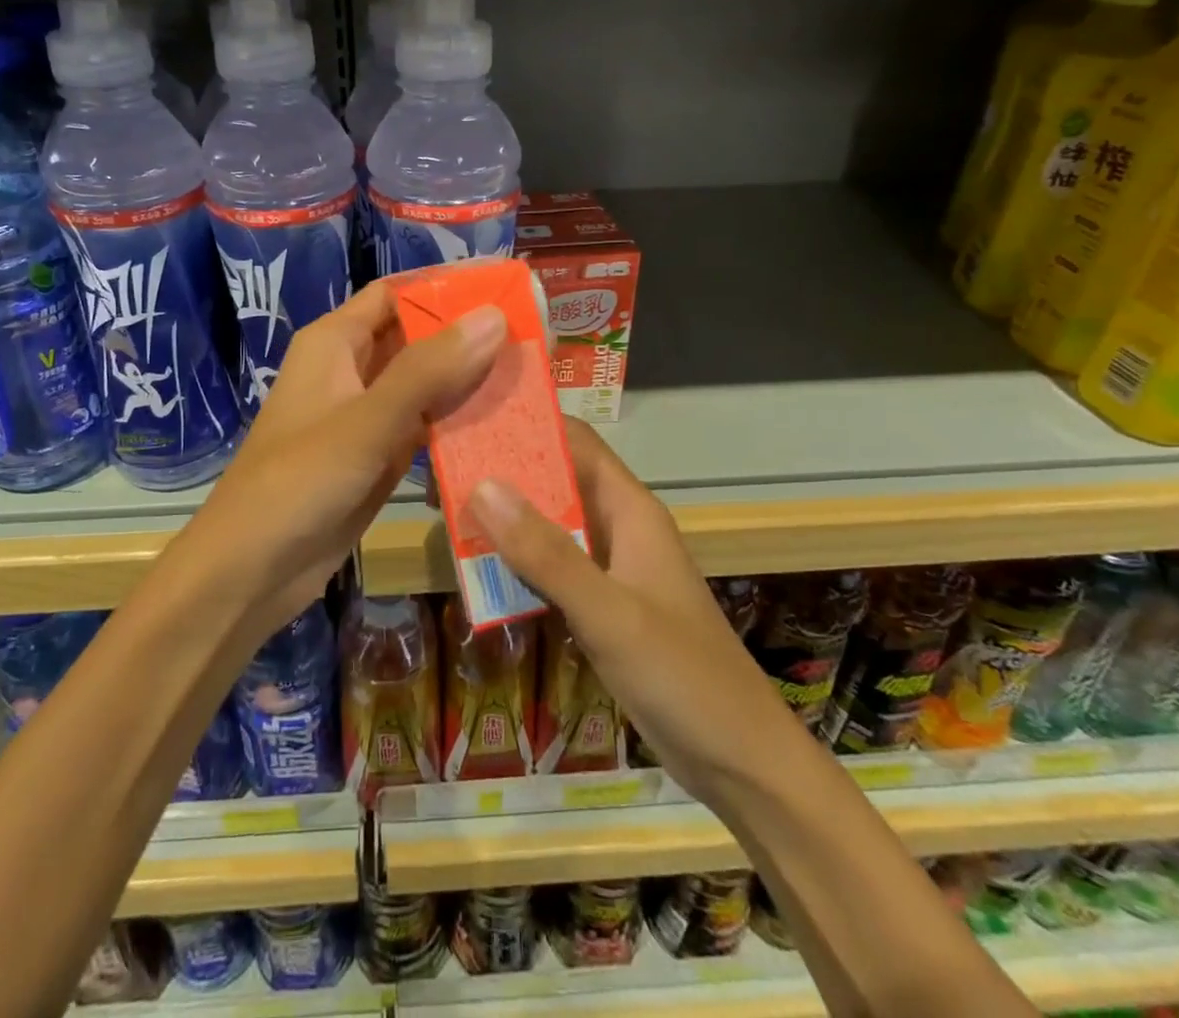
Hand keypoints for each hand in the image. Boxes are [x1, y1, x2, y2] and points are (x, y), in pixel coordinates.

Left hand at [194, 282, 505, 631]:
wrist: (251, 572)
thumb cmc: (298, 482)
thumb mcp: (366, 421)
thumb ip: (429, 370)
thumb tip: (494, 316)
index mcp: (335, 342)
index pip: (396, 294)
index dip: (446, 287)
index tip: (506, 288)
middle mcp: (351, 369)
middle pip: (416, 337)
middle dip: (467, 336)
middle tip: (533, 337)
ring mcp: (365, 415)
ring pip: (424, 383)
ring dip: (468, 380)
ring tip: (530, 375)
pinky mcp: (377, 456)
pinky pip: (424, 425)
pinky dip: (457, 422)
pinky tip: (503, 425)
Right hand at [464, 421, 764, 806]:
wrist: (738, 759)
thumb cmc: (682, 675)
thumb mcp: (608, 612)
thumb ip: (546, 552)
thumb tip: (482, 486)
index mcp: (629, 509)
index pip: (575, 441)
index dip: (527, 424)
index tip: (469, 419)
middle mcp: (617, 527)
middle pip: (555, 480)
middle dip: (503, 473)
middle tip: (440, 473)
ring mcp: (609, 568)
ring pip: (548, 525)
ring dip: (505, 519)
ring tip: (445, 512)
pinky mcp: (601, 605)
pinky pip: (551, 568)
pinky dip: (517, 562)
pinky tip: (477, 569)